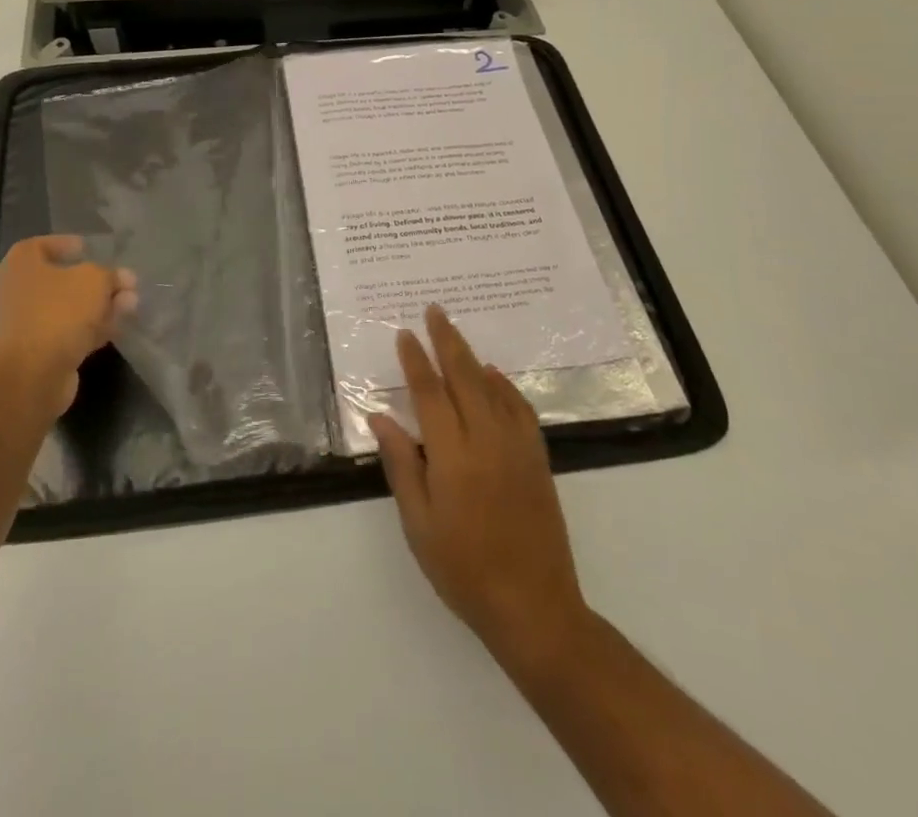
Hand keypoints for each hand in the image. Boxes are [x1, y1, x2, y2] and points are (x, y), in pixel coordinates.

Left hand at [0, 235, 136, 417]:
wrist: (32, 375)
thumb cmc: (58, 312)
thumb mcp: (93, 280)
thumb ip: (110, 275)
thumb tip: (124, 278)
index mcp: (21, 264)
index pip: (42, 245)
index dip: (67, 244)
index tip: (91, 249)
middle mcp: (19, 291)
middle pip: (62, 279)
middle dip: (97, 281)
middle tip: (125, 282)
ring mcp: (28, 324)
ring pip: (70, 308)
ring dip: (101, 305)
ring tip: (132, 304)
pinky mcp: (40, 352)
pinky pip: (70, 332)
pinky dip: (93, 327)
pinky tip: (119, 326)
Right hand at [370, 307, 586, 669]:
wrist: (534, 607)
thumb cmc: (463, 570)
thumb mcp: (419, 525)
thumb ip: (401, 465)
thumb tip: (380, 418)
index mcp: (452, 456)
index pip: (430, 394)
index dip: (415, 361)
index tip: (404, 334)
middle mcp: (487, 440)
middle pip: (464, 377)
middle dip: (447, 340)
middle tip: (434, 310)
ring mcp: (517, 448)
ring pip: (493, 387)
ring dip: (472, 356)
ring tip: (456, 333)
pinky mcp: (537, 459)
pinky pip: (520, 409)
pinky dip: (505, 386)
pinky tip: (494, 377)